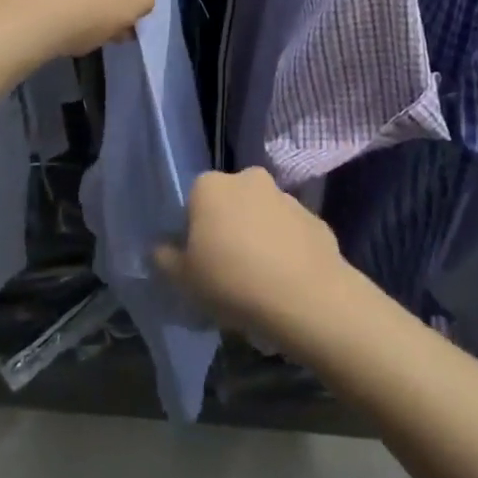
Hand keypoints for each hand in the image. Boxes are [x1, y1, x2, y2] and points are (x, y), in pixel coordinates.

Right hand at [154, 169, 350, 349]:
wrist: (306, 298)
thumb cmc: (232, 281)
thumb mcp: (183, 279)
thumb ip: (164, 258)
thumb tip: (161, 248)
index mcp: (210, 186)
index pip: (193, 202)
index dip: (193, 232)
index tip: (198, 261)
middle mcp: (248, 179)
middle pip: (229, 204)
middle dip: (227, 228)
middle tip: (227, 270)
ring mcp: (286, 197)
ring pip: (262, 216)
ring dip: (258, 237)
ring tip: (259, 281)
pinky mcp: (315, 219)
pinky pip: (290, 234)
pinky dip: (286, 250)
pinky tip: (285, 282)